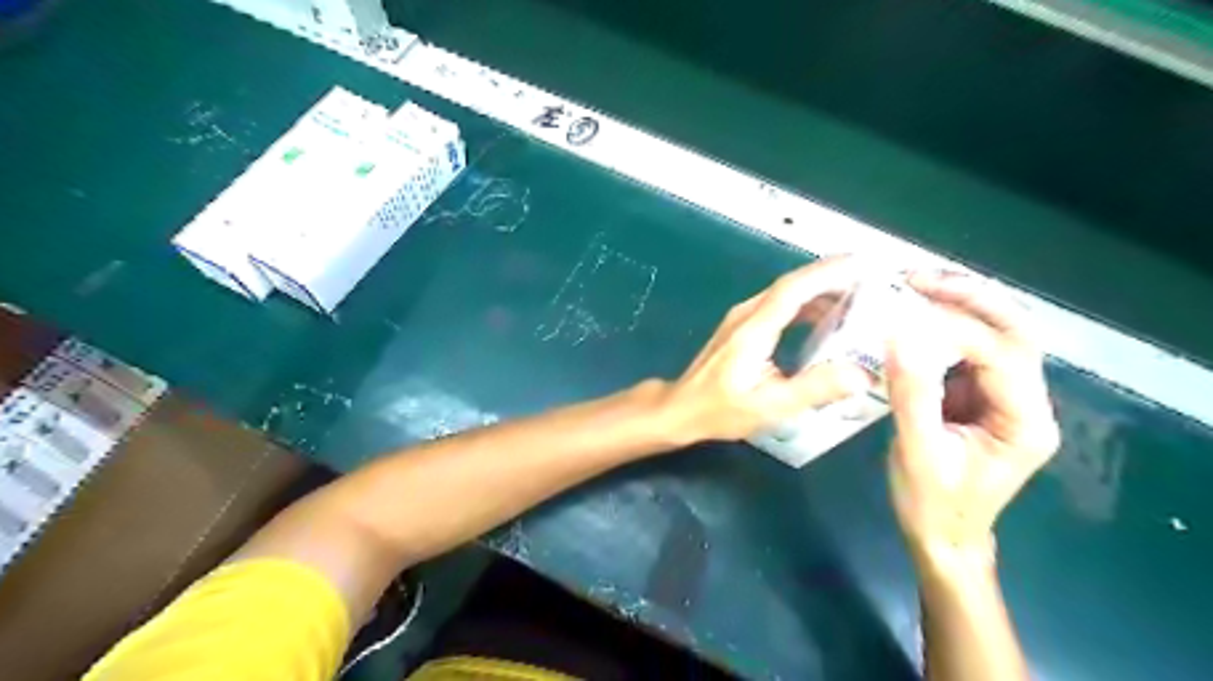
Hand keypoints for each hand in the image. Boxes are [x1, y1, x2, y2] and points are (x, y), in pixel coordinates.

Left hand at [663, 259, 871, 443]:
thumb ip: (814, 389)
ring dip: (819, 291)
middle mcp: (747, 314)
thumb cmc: (722, 410)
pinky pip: (778, 305)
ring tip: (857, 300)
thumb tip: (862, 374)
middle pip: (792, 284)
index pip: (794, 288)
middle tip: (872, 283)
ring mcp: (742, 318)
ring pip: (785, 293)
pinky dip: (805, 305)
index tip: (863, 265)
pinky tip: (824, 320)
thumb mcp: (771, 406)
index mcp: (754, 329)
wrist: (682, 408)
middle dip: (832, 278)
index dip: (828, 273)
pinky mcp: (742, 326)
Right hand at [883, 272, 1064, 563]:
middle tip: (919, 277)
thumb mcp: (917, 451)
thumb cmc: (932, 503)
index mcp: (1025, 421)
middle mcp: (1027, 401)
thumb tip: (897, 335)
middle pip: (1015, 332)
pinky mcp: (979, 395)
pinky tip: (913, 313)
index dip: (956, 328)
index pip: (1002, 356)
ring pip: (996, 333)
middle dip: (970, 298)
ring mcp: (1005, 396)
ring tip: (914, 284)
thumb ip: (911, 393)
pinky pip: (968, 349)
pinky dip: (944, 325)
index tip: (905, 312)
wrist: (942, 536)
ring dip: (959, 304)